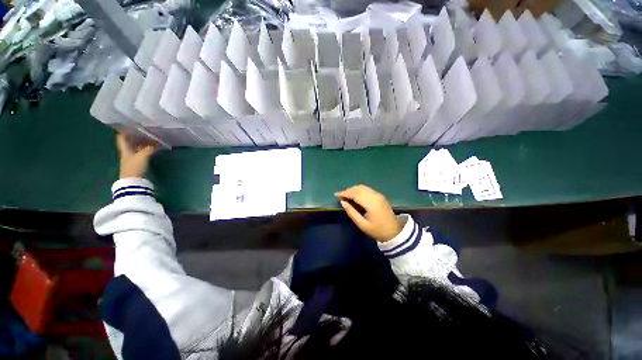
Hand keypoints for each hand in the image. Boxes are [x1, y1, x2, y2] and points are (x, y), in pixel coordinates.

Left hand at [116, 133, 156, 178]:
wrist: (133, 181)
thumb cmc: (135, 167)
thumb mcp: (143, 156)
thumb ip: (149, 149)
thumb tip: (156, 144)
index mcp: (125, 149)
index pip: (122, 137)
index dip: (125, 130)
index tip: (131, 125)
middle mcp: (127, 152)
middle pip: (130, 142)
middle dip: (136, 136)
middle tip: (144, 131)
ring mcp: (132, 158)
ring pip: (136, 147)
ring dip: (142, 143)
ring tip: (150, 138)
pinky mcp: (138, 163)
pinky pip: (141, 153)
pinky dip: (145, 149)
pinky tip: (151, 148)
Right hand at [335, 185, 404, 242]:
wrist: (394, 232)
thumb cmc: (377, 230)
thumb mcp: (362, 224)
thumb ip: (351, 212)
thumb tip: (342, 202)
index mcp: (371, 203)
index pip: (355, 194)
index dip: (345, 193)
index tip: (336, 195)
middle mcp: (375, 196)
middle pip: (359, 188)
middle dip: (348, 190)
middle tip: (340, 196)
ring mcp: (378, 195)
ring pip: (363, 187)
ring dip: (353, 189)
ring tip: (346, 196)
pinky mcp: (380, 196)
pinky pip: (367, 189)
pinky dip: (359, 190)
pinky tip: (355, 196)